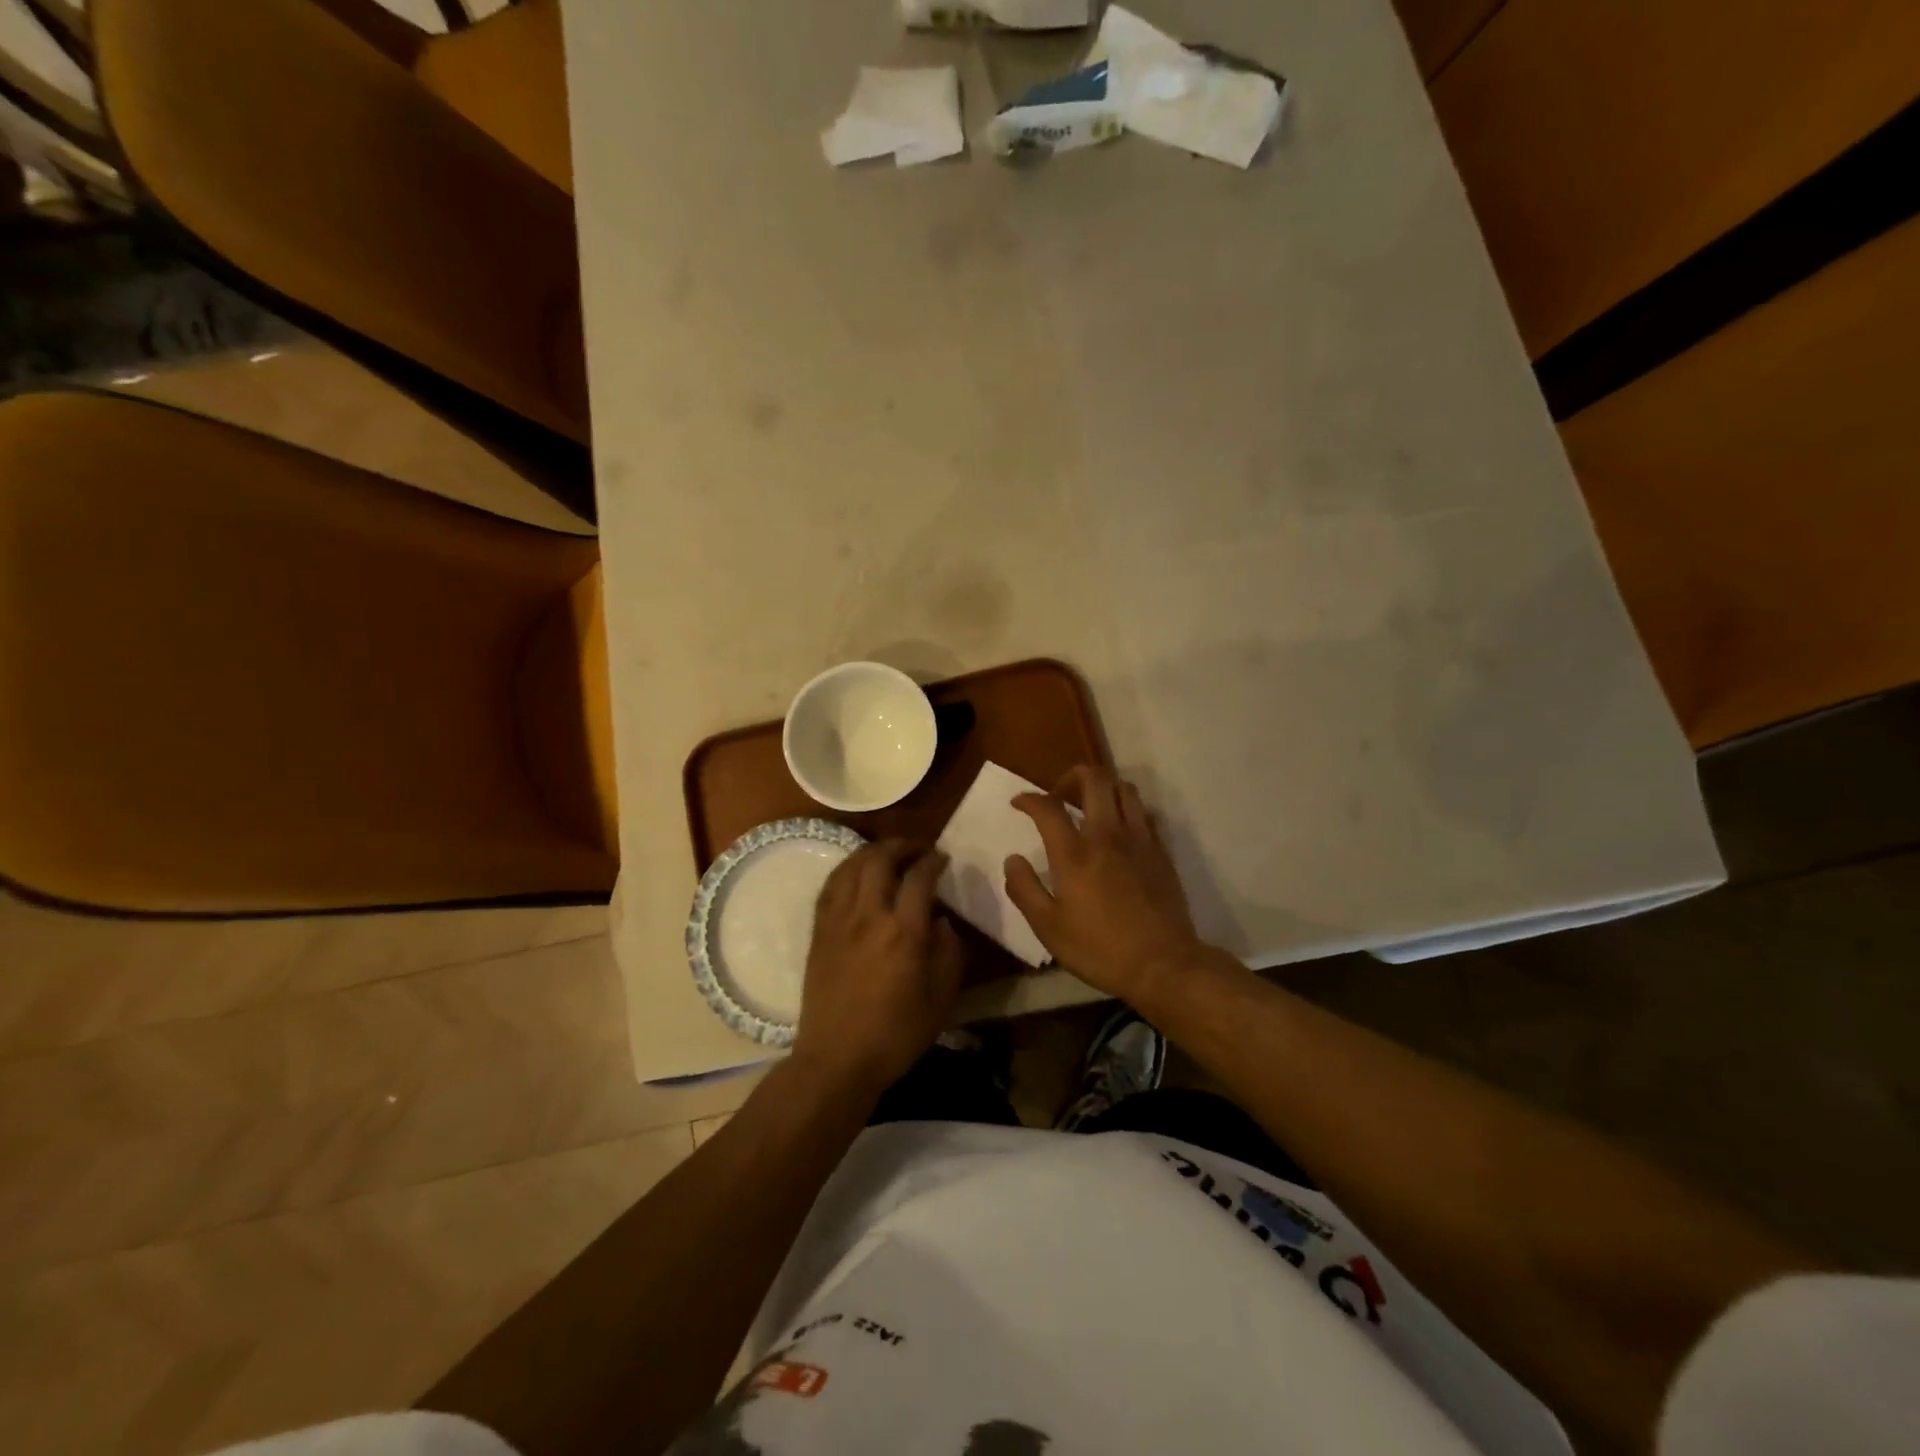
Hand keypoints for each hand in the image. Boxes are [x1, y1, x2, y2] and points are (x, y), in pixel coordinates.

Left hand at [792, 840, 963, 1100]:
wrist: (836, 1060)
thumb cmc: (896, 1035)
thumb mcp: (941, 999)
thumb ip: (949, 953)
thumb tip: (943, 921)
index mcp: (904, 932)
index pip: (919, 878)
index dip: (933, 861)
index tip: (943, 858)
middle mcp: (869, 916)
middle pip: (880, 860)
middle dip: (902, 846)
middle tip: (917, 848)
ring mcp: (838, 921)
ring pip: (852, 867)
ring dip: (873, 852)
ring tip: (888, 854)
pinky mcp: (819, 931)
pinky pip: (831, 886)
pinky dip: (847, 870)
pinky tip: (856, 873)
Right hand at [1004, 766, 1203, 1003]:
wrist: (1163, 965)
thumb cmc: (1099, 948)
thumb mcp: (1048, 927)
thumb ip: (1024, 888)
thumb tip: (1013, 859)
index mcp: (1074, 853)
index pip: (1048, 806)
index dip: (1028, 798)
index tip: (1019, 803)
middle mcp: (1107, 835)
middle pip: (1094, 779)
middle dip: (1071, 776)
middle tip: (1059, 795)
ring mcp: (1139, 840)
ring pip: (1124, 788)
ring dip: (1103, 788)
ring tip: (1091, 806)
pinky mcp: (1161, 851)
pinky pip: (1145, 813)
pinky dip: (1128, 809)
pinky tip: (1120, 829)